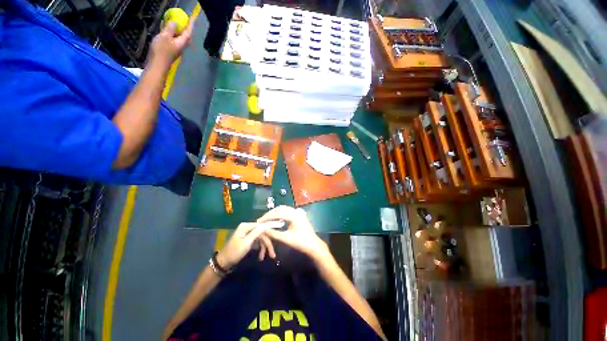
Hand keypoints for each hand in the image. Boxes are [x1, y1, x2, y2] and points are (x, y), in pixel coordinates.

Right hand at [148, 18, 194, 67]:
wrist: (157, 65)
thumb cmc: (161, 51)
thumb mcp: (165, 36)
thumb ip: (171, 29)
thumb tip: (176, 23)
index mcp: (182, 42)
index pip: (188, 32)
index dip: (190, 24)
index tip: (193, 18)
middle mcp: (181, 46)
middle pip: (186, 36)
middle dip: (186, 28)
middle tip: (184, 20)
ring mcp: (176, 50)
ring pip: (179, 38)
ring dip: (178, 31)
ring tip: (175, 23)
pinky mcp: (171, 52)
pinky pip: (173, 40)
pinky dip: (172, 34)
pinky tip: (167, 32)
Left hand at [216, 223, 275, 269]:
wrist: (223, 262)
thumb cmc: (234, 252)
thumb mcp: (246, 242)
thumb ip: (256, 232)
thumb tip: (266, 224)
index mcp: (246, 226)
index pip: (262, 226)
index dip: (270, 233)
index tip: (277, 239)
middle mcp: (248, 227)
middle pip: (262, 233)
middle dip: (267, 244)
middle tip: (272, 254)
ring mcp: (248, 233)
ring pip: (261, 238)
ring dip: (264, 247)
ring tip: (266, 257)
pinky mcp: (248, 239)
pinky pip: (257, 241)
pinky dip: (260, 248)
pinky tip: (261, 256)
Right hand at [258, 206, 328, 259]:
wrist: (313, 245)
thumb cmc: (300, 243)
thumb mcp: (285, 239)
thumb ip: (273, 233)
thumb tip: (262, 229)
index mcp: (294, 215)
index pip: (278, 213)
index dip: (267, 217)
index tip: (258, 222)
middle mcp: (296, 210)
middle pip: (280, 209)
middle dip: (270, 214)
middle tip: (261, 220)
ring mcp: (298, 211)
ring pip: (283, 209)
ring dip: (274, 214)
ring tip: (266, 220)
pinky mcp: (299, 214)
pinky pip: (287, 211)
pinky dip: (280, 214)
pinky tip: (275, 220)